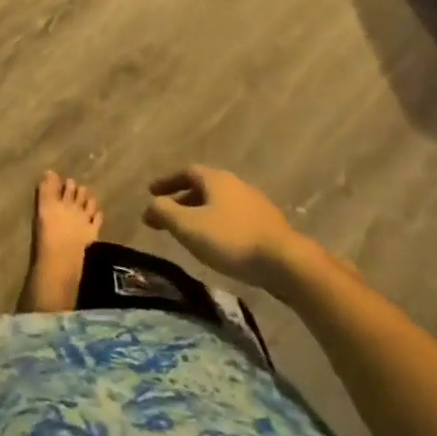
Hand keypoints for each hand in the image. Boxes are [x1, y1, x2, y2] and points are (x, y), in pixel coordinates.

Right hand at [143, 166, 319, 299]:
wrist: (286, 263)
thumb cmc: (231, 239)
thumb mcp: (188, 226)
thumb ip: (164, 212)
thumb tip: (150, 205)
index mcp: (216, 179)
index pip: (185, 172)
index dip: (167, 181)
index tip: (151, 192)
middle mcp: (236, 185)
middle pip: (203, 187)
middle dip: (182, 199)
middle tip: (166, 215)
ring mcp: (255, 205)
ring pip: (219, 204)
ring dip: (201, 214)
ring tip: (189, 232)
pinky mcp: (268, 226)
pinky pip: (234, 219)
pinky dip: (218, 226)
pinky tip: (217, 244)